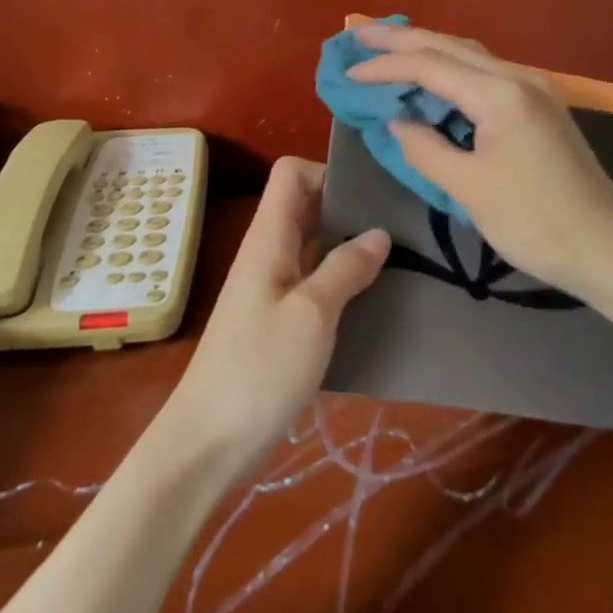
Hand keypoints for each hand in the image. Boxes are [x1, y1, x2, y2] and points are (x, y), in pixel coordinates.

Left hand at [159, 158, 387, 473]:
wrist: (209, 441)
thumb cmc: (260, 368)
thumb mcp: (312, 314)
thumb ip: (345, 268)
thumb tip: (379, 232)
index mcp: (269, 237)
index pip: (291, 173)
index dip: (327, 171)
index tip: (371, 193)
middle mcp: (269, 252)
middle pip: (307, 206)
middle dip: (350, 207)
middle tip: (402, 223)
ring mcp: (272, 287)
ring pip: (314, 245)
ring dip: (350, 246)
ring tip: (402, 257)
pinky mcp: (279, 320)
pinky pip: (313, 281)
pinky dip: (342, 280)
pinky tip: (375, 297)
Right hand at [347, 21, 612, 297]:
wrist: (608, 250)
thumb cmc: (535, 221)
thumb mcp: (468, 188)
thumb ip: (425, 148)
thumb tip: (398, 121)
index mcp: (499, 93)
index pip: (429, 66)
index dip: (384, 67)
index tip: (347, 74)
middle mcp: (518, 78)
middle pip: (450, 46)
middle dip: (402, 38)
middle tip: (359, 32)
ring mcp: (534, 91)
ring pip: (470, 56)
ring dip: (428, 50)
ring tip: (389, 47)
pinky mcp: (540, 109)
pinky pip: (486, 75)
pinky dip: (451, 71)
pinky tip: (435, 79)